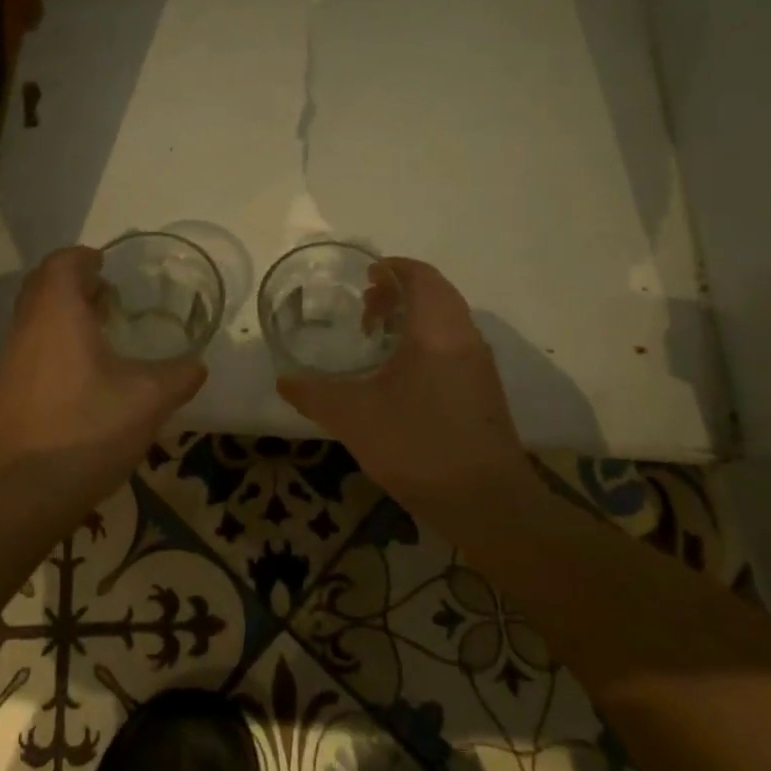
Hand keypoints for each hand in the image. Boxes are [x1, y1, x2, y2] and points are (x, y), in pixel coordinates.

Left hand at [0, 247, 207, 507]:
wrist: (28, 490)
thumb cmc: (90, 429)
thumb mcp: (150, 399)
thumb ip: (180, 376)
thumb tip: (198, 365)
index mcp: (58, 314)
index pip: (62, 263)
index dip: (85, 257)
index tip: (108, 266)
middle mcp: (28, 326)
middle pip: (42, 284)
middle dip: (73, 280)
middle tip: (108, 294)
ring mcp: (12, 358)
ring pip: (33, 315)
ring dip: (62, 310)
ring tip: (99, 328)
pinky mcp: (7, 387)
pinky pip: (29, 342)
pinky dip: (53, 337)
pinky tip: (83, 369)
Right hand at [278, 259, 527, 509]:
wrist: (486, 501)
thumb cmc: (417, 444)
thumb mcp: (353, 417)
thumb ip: (314, 395)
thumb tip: (284, 380)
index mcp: (437, 330)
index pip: (421, 276)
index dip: (393, 268)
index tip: (364, 277)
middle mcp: (465, 337)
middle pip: (436, 294)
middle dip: (399, 294)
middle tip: (364, 312)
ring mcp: (480, 365)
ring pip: (447, 321)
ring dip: (414, 319)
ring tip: (378, 342)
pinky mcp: (484, 391)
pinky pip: (454, 346)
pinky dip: (427, 343)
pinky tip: (401, 378)